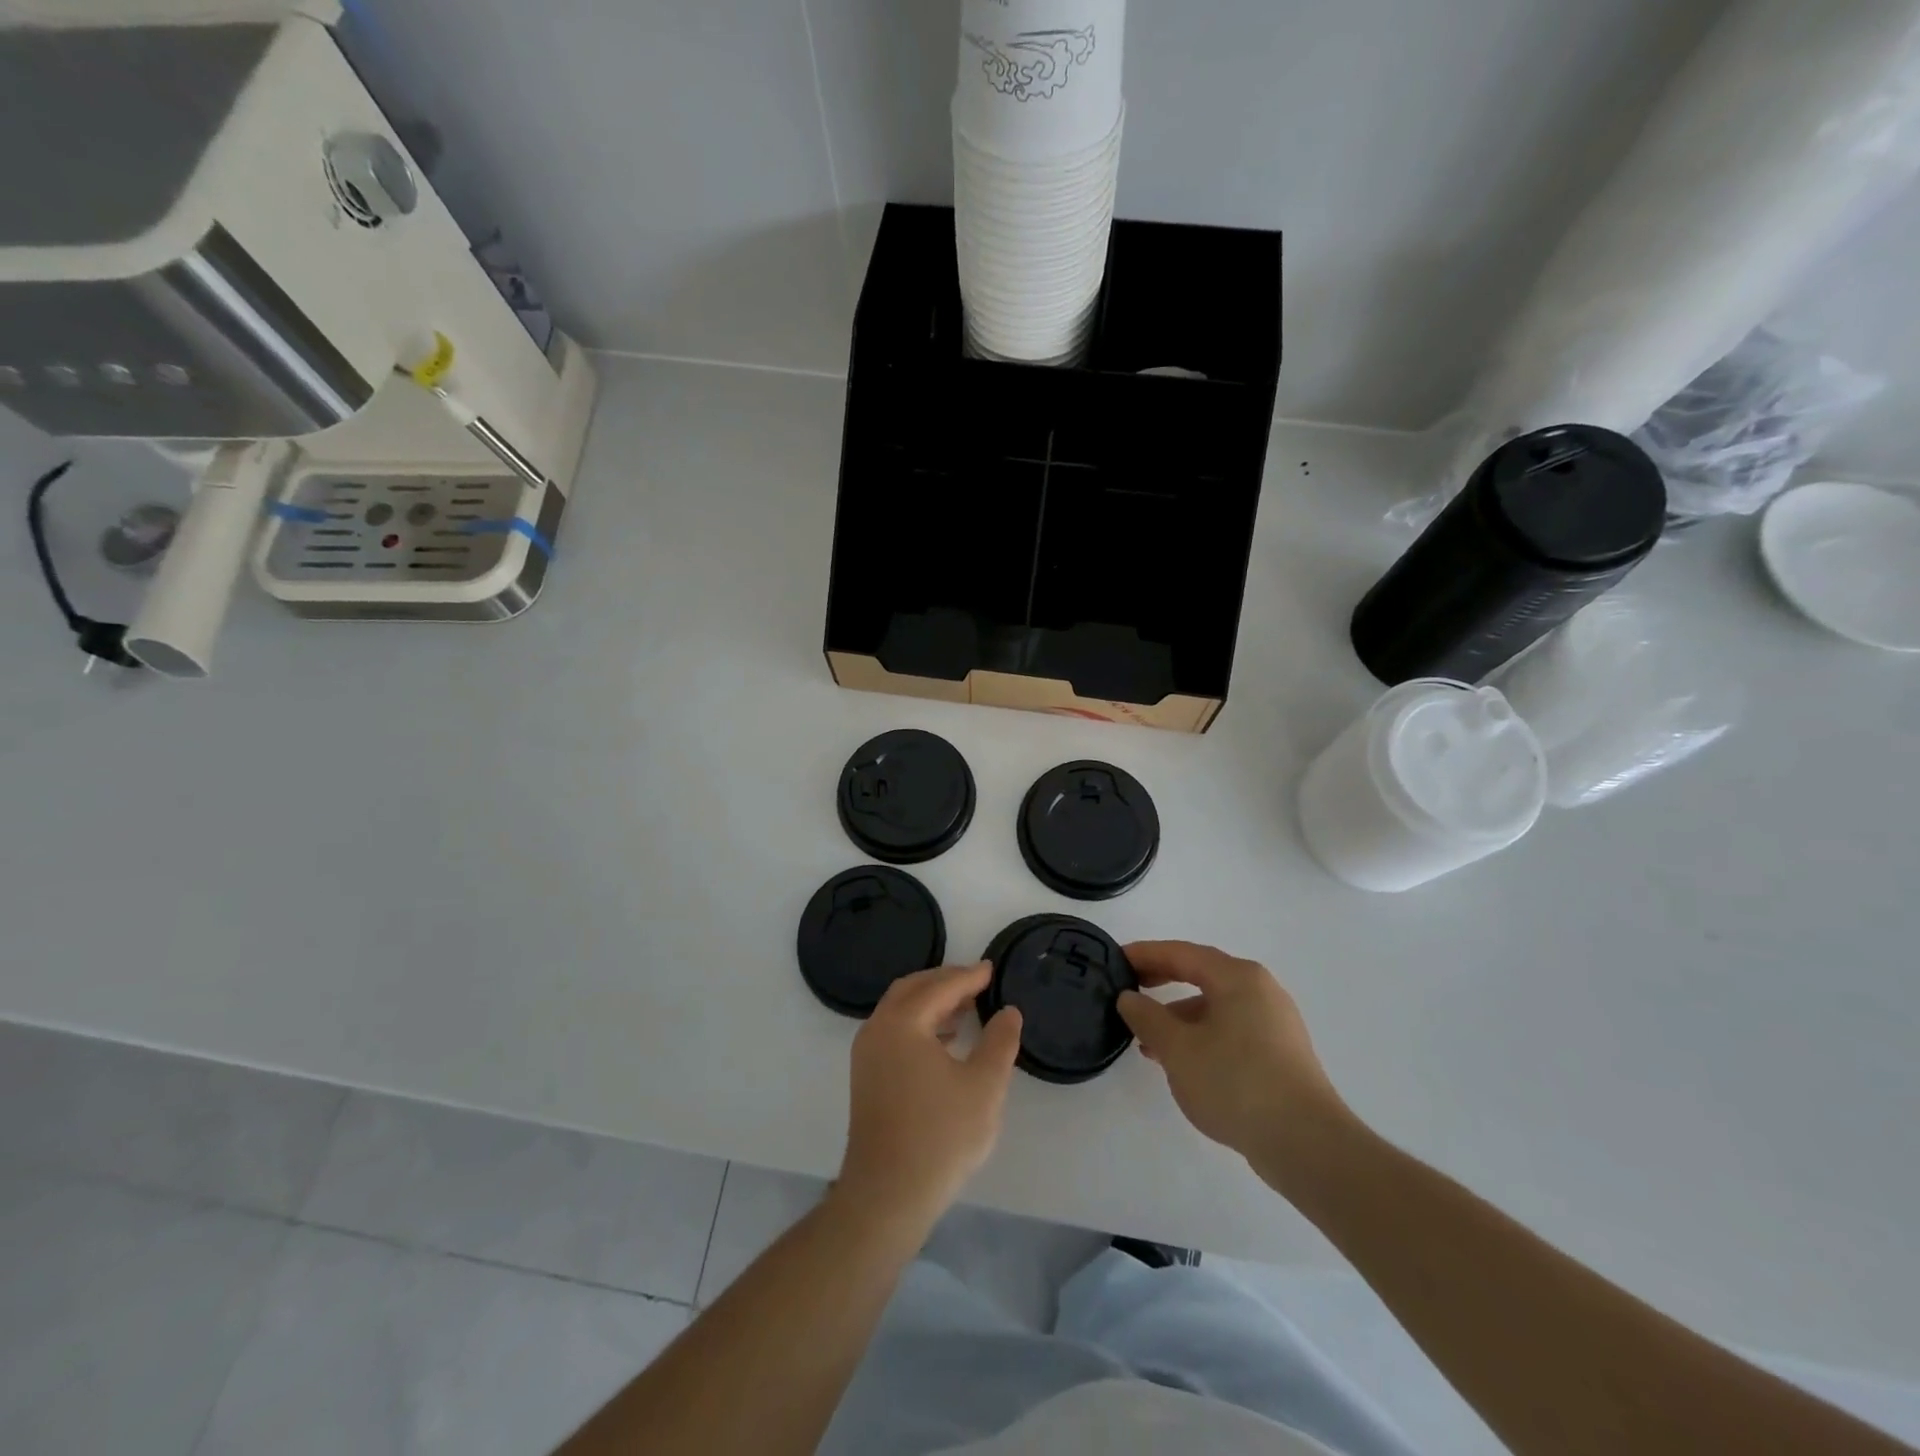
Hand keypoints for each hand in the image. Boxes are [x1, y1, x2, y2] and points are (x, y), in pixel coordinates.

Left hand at [837, 963, 1022, 1230]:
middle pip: (913, 989)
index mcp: (902, 1022)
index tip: (992, 969)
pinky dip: (919, 1024)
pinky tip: (945, 1042)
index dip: (969, 976)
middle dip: (945, 982)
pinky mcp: (866, 1077)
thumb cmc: (940, 1136)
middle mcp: (878, 1029)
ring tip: (966, 1009)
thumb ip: (1000, 1042)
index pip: (940, 987)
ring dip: (931, 1003)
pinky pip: (894, 1031)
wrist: (887, 1195)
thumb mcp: (984, 1086)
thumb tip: (1008, 1012)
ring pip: (900, 1011)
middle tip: (977, 982)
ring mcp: (867, 1054)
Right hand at [1118, 942, 1353, 1188]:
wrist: (1306, 1144)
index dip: (1145, 954)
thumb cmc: (1235, 1082)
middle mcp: (1261, 990)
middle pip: (1202, 975)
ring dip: (1179, 1016)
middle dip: (1162, 981)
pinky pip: (1231, 1030)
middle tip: (1128, 990)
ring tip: (1148, 1041)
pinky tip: (1183, 1063)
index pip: (1182, 953)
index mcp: (1238, 977)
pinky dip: (1201, 1036)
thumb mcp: (1177, 1048)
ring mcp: (1275, 1023)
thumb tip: (1129, 997)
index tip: (1115, 959)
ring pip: (1216, 1006)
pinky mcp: (1281, 1054)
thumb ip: (1147, 1017)